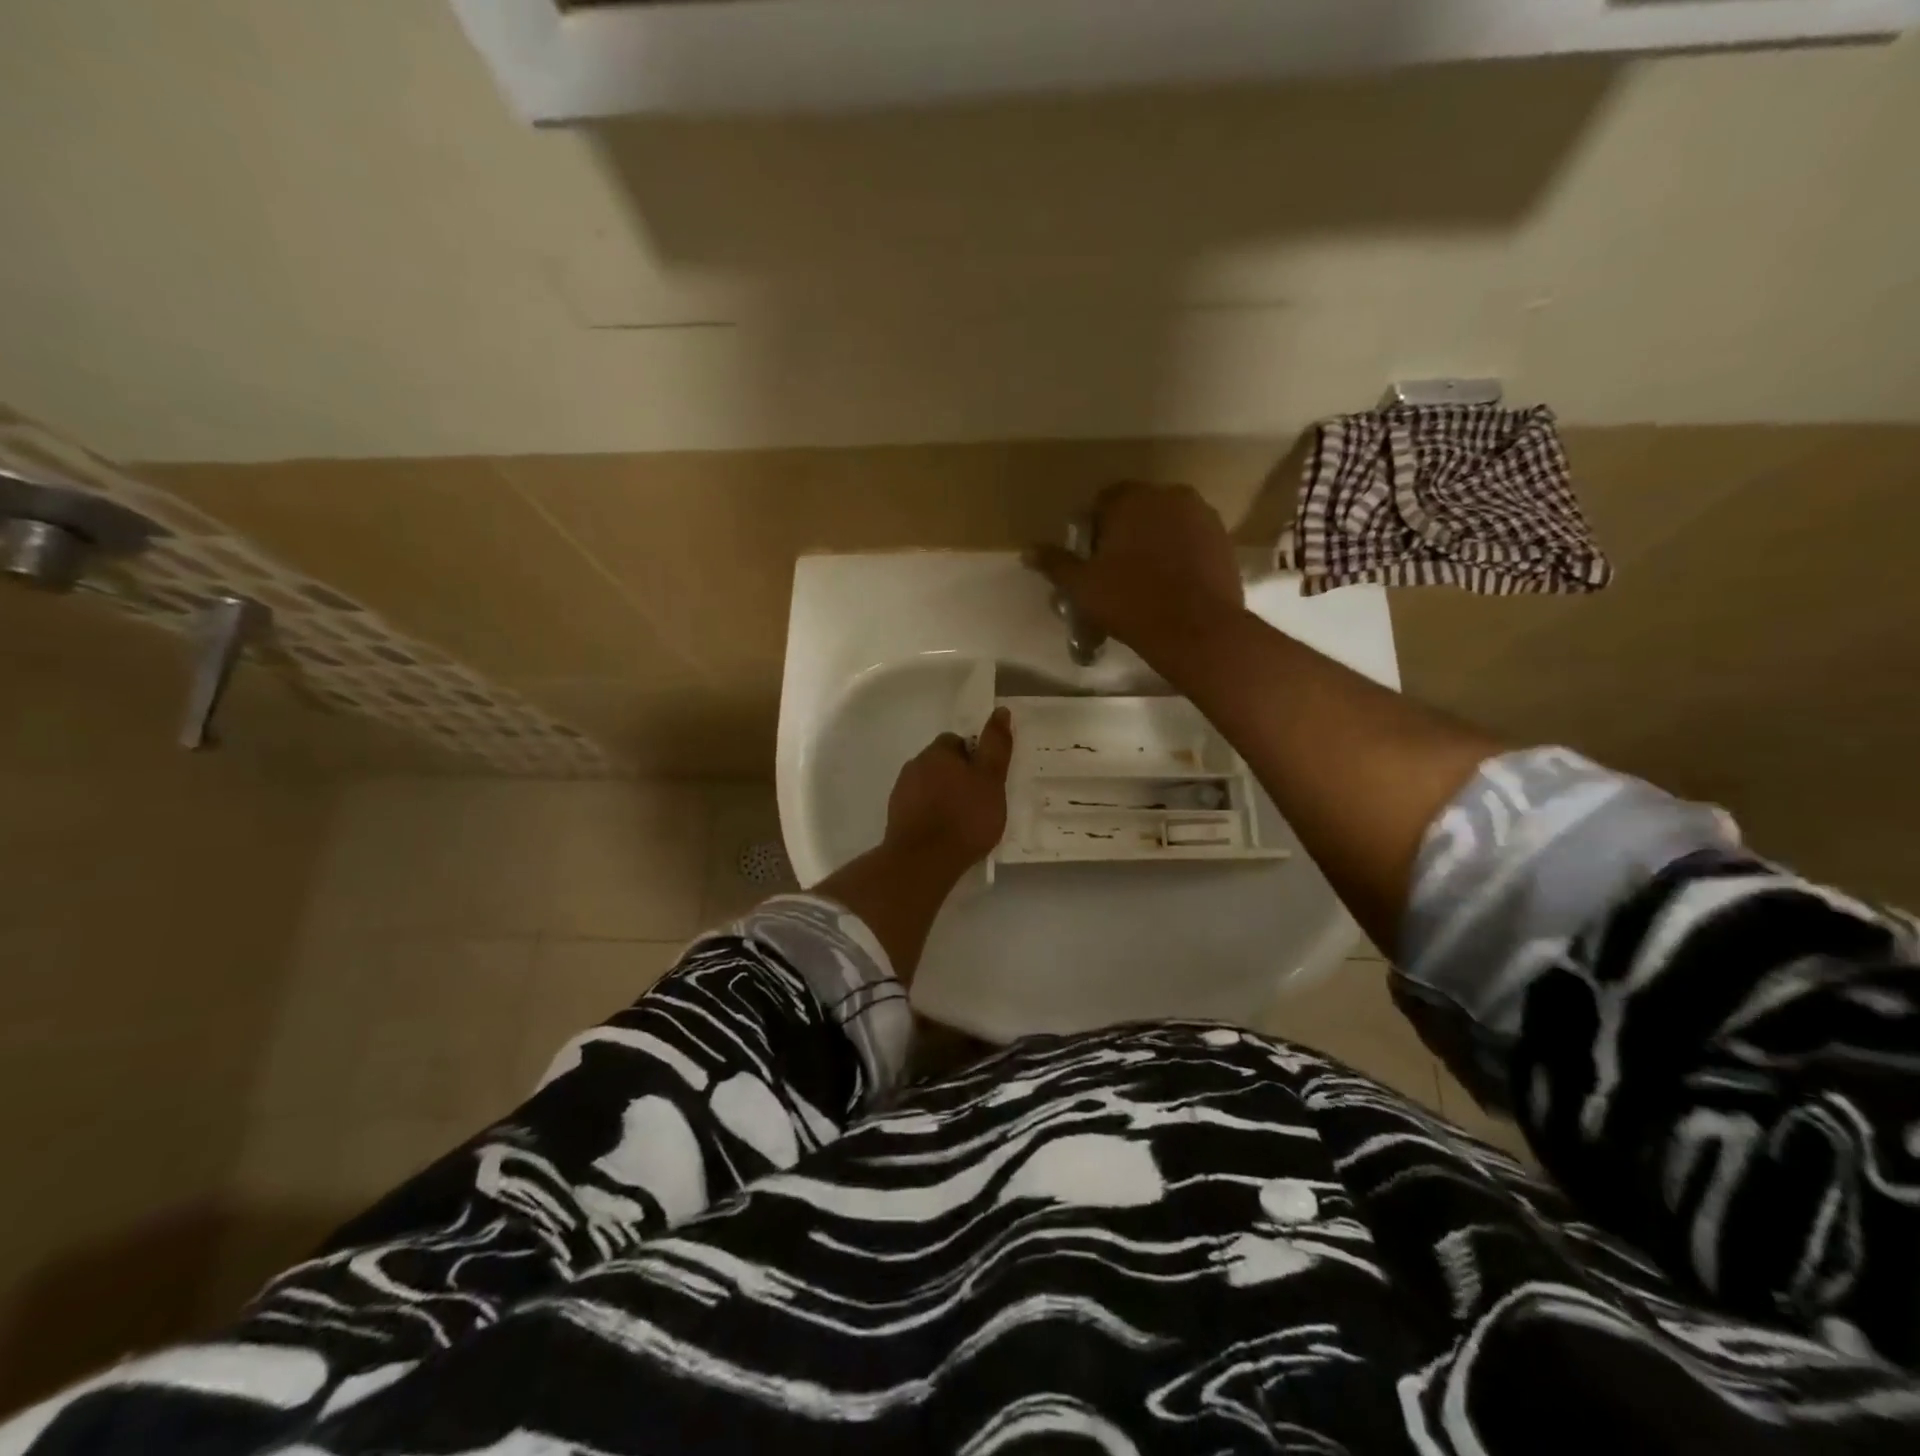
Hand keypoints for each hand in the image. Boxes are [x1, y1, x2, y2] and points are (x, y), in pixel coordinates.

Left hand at [884, 707, 1013, 871]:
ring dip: (944, 796)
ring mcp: (901, 792)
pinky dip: (932, 814)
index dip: (974, 758)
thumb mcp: (991, 779)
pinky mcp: (895, 817)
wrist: (923, 860)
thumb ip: (996, 745)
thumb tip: (1000, 711)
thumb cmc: (964, 816)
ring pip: (929, 785)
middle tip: (979, 800)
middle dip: (958, 777)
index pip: (957, 742)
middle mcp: (914, 765)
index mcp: (937, 752)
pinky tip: (945, 833)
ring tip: (963, 821)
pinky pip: (919, 807)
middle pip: (941, 763)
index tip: (987, 779)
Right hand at [1026, 483, 1244, 661]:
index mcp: (1132, 499)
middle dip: (1124, 534)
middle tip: (1115, 572)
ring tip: (1144, 580)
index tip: (1091, 560)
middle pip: (1137, 510)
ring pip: (1166, 524)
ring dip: (1153, 543)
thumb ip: (1055, 563)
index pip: (1103, 502)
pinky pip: (1191, 540)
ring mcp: (1202, 516)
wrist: (1197, 629)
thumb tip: (1026, 551)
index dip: (1092, 530)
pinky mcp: (1223, 540)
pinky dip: (1179, 555)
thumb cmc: (1130, 602)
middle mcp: (1170, 495)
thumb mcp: (1082, 587)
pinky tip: (1171, 585)